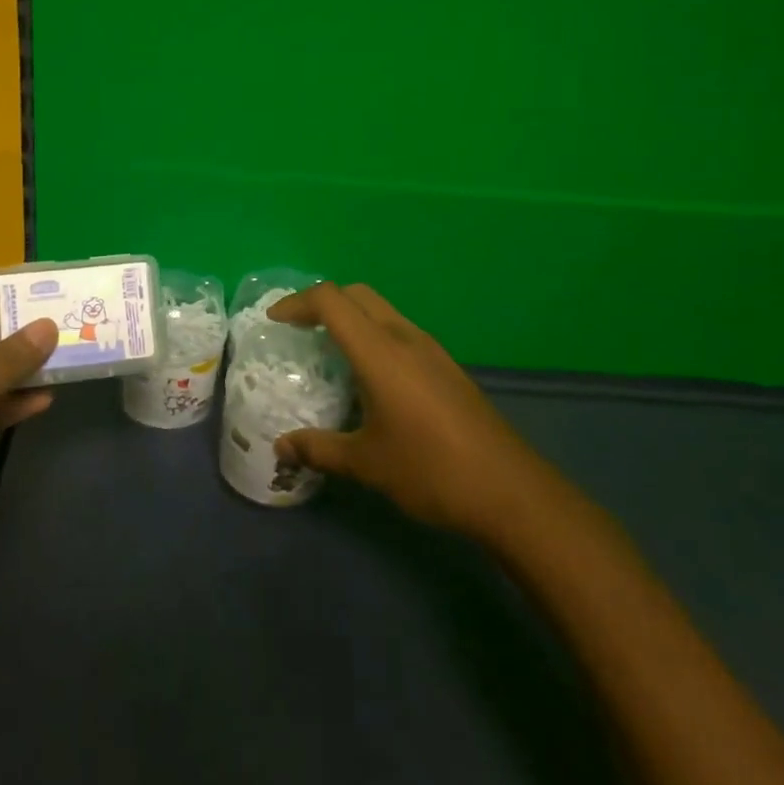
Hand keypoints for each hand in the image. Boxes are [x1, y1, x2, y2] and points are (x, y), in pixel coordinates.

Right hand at [267, 283, 546, 543]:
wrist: (510, 490)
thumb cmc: (430, 470)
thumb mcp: (366, 463)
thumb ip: (318, 448)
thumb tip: (280, 446)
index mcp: (381, 352)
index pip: (332, 301)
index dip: (298, 302)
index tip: (274, 320)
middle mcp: (405, 338)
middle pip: (358, 294)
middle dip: (323, 302)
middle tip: (298, 329)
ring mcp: (431, 350)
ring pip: (382, 311)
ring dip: (351, 317)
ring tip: (328, 350)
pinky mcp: (447, 366)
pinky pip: (400, 332)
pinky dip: (373, 335)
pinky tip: (369, 376)